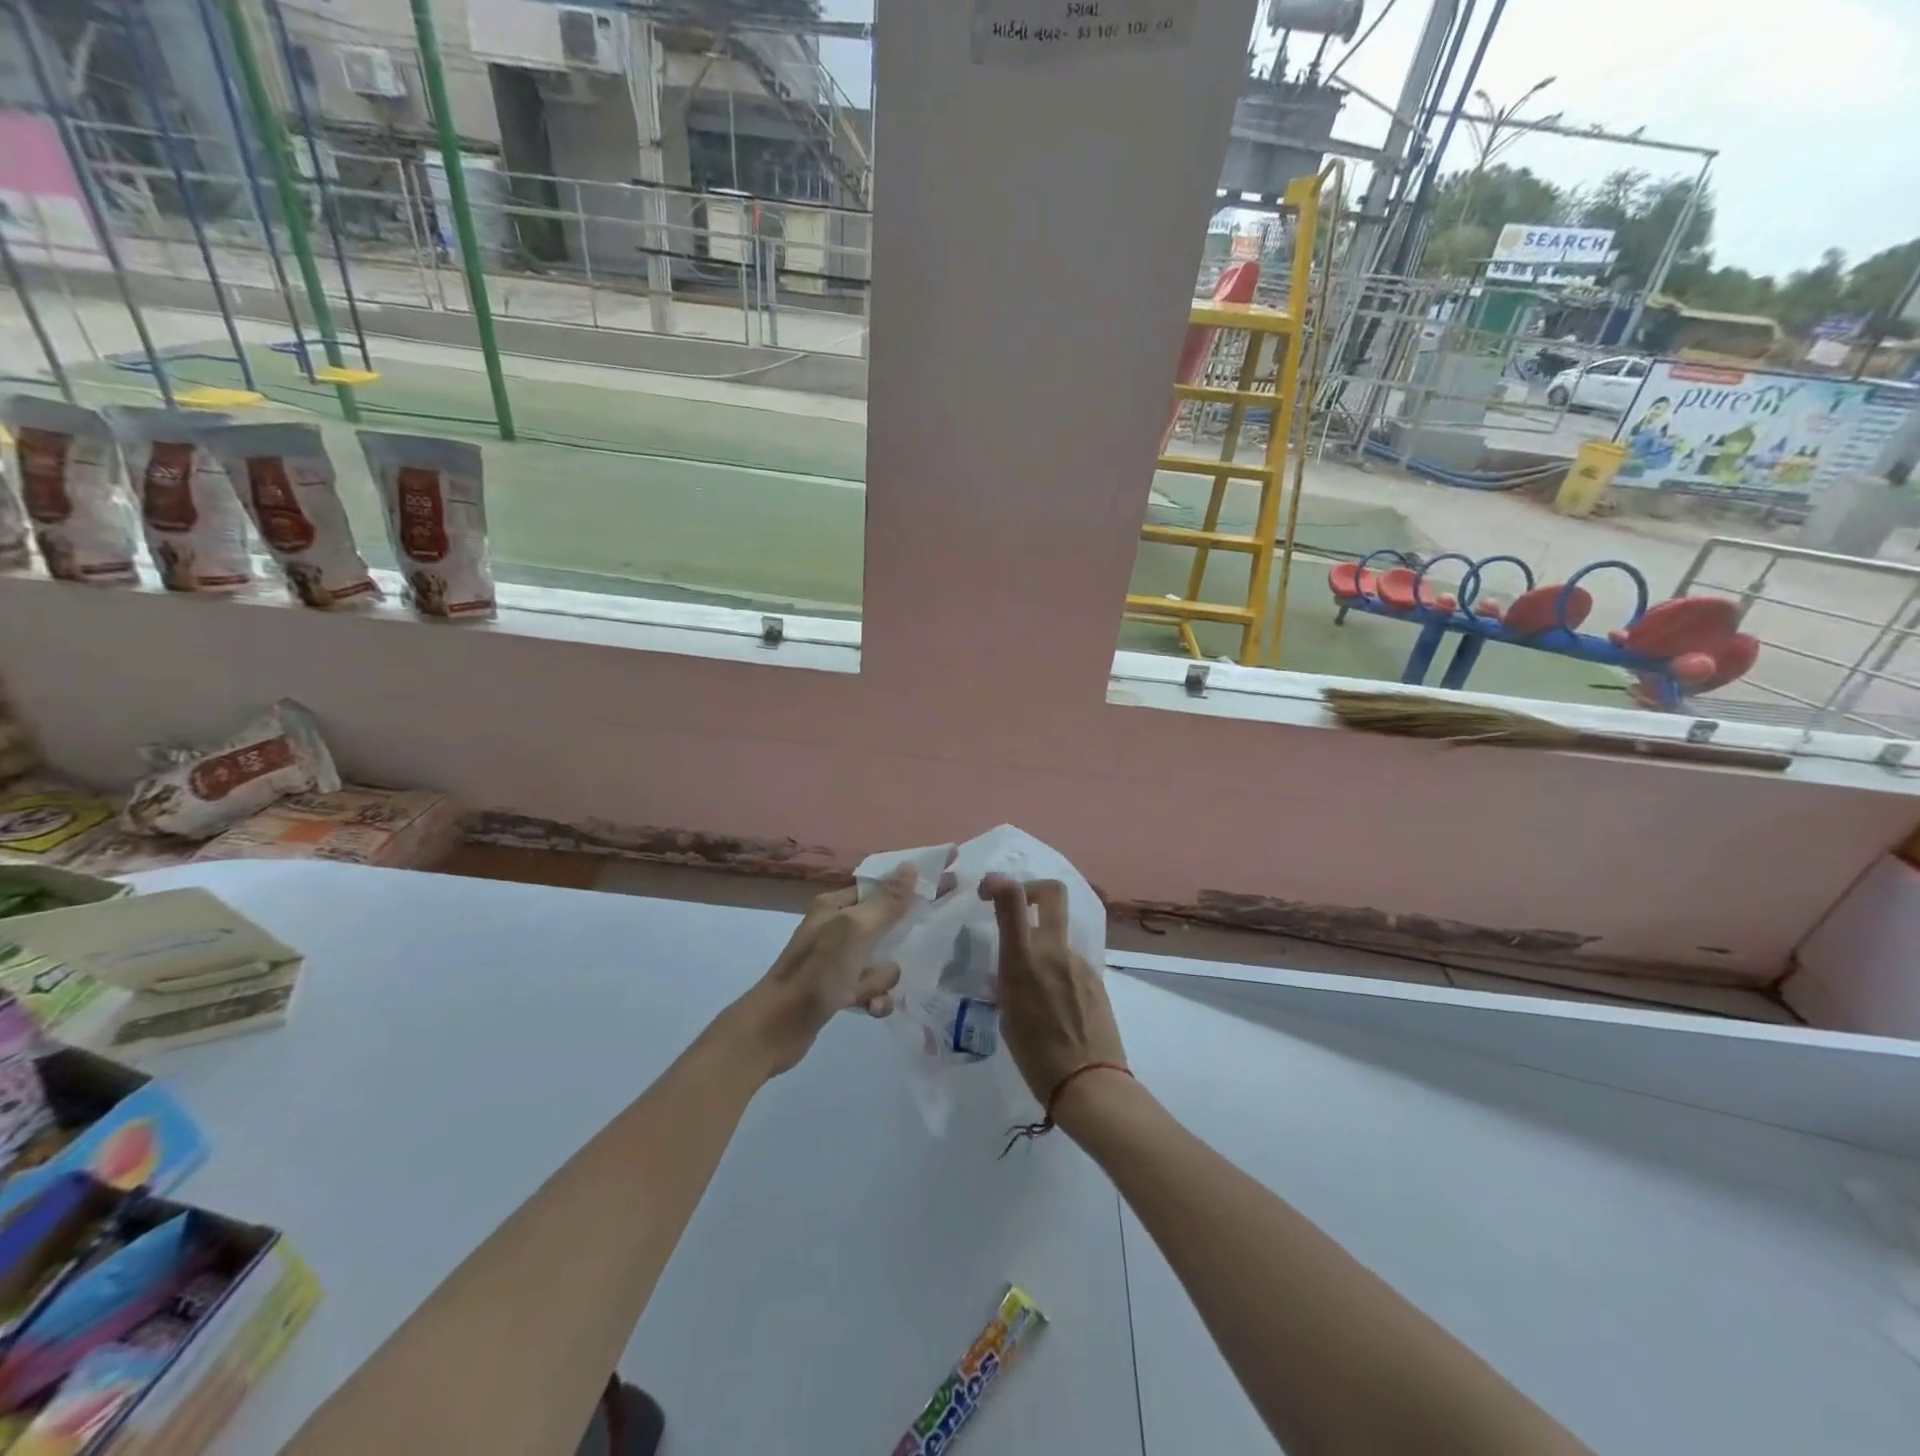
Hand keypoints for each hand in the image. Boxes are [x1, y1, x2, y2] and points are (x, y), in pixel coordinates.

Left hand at [730, 866, 917, 1077]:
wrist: (774, 1030)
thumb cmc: (815, 973)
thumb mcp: (853, 931)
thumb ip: (886, 902)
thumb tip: (911, 867)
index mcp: (837, 906)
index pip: (885, 884)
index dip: (918, 880)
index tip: (951, 871)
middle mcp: (838, 927)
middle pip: (888, 921)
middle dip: (904, 933)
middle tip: (938, 928)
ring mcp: (838, 960)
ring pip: (884, 960)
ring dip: (882, 976)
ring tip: (865, 989)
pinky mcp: (840, 990)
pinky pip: (873, 987)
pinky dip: (874, 997)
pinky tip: (867, 1009)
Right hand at [980, 875, 1126, 1115]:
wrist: (1090, 1083)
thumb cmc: (1036, 1057)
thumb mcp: (1007, 1013)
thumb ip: (1009, 978)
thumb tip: (1012, 964)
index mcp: (1024, 960)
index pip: (1013, 897)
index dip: (998, 882)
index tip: (987, 890)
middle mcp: (1054, 950)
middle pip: (1052, 891)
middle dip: (1033, 888)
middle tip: (1019, 904)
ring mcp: (1079, 961)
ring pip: (1059, 932)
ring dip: (1044, 941)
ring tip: (1034, 983)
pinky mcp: (1096, 977)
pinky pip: (1071, 960)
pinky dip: (1058, 968)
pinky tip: (1055, 1002)